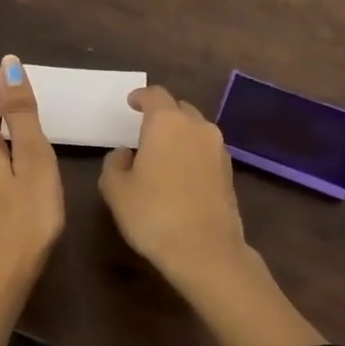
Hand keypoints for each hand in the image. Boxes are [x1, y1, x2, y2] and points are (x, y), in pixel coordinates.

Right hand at [100, 84, 323, 345]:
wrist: (205, 250)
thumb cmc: (153, 214)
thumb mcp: (116, 190)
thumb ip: (114, 164)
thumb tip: (125, 154)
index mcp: (166, 123)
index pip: (154, 95)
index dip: (140, 97)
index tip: (131, 103)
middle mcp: (197, 127)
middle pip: (178, 109)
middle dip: (161, 114)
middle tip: (144, 131)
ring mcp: (218, 149)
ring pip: (195, 129)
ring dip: (179, 134)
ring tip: (162, 153)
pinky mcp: (229, 171)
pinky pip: (206, 150)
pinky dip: (192, 153)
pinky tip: (180, 173)